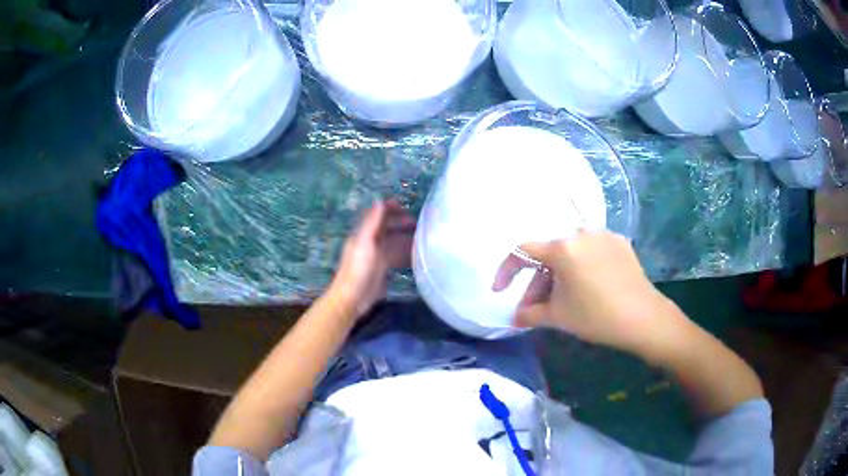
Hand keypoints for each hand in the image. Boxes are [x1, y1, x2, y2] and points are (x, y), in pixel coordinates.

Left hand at [329, 200, 414, 317]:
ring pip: (393, 242)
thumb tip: (380, 200)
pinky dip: (405, 253)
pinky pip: (396, 257)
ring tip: (422, 238)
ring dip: (406, 238)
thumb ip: (372, 222)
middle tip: (418, 224)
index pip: (377, 216)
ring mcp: (376, 256)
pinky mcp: (382, 269)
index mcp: (363, 234)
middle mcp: (370, 242)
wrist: (353, 298)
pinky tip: (417, 255)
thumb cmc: (358, 269)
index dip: (389, 209)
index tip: (405, 206)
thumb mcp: (365, 243)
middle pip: (387, 228)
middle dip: (401, 223)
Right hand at [494, 230, 688, 357]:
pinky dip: (581, 268)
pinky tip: (587, 288)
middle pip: (548, 255)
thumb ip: (529, 314)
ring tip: (561, 301)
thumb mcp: (558, 317)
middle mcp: (581, 233)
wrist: (643, 318)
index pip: (523, 251)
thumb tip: (514, 317)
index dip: (507, 271)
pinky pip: (591, 252)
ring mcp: (603, 235)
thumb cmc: (596, 317)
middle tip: (535, 308)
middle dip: (537, 283)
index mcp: (562, 248)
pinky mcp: (620, 243)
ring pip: (570, 254)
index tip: (500, 291)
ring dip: (559, 276)